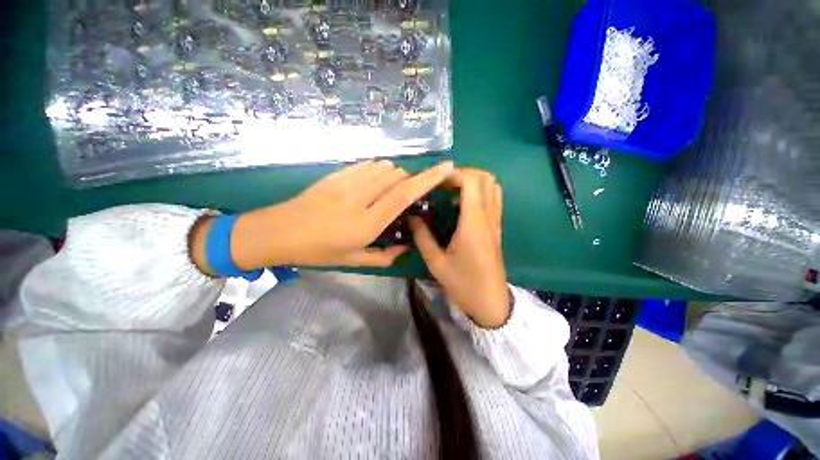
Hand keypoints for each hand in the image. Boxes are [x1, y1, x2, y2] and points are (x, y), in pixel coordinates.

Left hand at [191, 160, 454, 271]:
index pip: (405, 194)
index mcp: (367, 222)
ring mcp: (348, 182)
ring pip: (384, 168)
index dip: (428, 179)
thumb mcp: (353, 261)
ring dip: (394, 177)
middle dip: (410, 182)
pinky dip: (379, 170)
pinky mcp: (337, 174)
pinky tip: (373, 182)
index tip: (446, 167)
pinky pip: (368, 164)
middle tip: (407, 196)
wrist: (279, 231)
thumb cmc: (317, 251)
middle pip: (397, 177)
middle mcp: (361, 198)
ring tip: (388, 191)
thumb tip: (404, 248)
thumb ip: (384, 257)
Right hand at [409, 169, 509, 328]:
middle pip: (484, 178)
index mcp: (473, 224)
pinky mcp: (497, 226)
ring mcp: (495, 221)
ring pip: (492, 185)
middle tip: (441, 184)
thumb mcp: (436, 263)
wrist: (490, 302)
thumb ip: (422, 237)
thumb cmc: (463, 284)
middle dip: (462, 173)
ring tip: (450, 190)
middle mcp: (488, 217)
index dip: (452, 174)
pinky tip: (461, 203)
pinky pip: (493, 197)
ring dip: (472, 180)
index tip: (434, 179)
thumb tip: (411, 216)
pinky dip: (479, 190)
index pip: (471, 182)